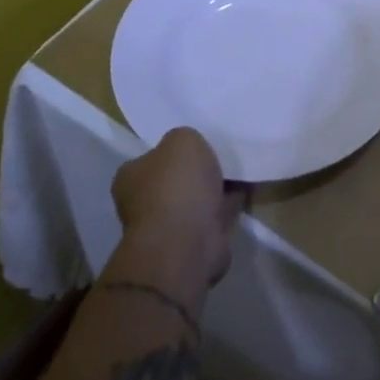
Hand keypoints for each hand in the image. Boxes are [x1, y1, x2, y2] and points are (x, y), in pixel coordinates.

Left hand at [111, 128, 246, 288]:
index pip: (151, 157)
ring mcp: (170, 226)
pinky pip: (216, 215)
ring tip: (242, 168)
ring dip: (217, 188)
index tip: (198, 142)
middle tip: (224, 153)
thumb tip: (192, 151)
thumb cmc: (176, 185)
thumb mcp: (182, 140)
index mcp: (131, 176)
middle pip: (177, 179)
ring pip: (198, 199)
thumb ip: (186, 138)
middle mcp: (144, 202)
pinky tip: (248, 188)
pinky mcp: (195, 242)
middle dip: (199, 170)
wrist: (187, 242)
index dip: (174, 149)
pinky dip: (230, 204)